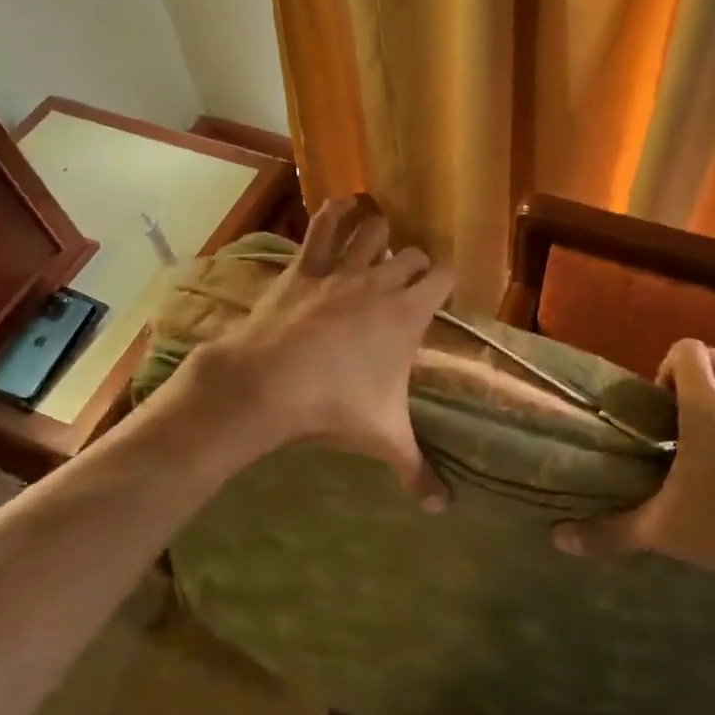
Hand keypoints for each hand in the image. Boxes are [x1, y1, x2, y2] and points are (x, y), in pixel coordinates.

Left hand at [180, 195, 454, 507]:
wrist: (268, 383)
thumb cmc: (334, 406)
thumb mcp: (383, 437)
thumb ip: (416, 468)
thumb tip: (441, 508)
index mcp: (407, 314)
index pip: (444, 277)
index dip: (446, 282)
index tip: (441, 296)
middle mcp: (380, 281)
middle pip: (412, 254)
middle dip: (414, 265)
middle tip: (407, 285)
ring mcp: (340, 268)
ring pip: (373, 229)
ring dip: (379, 233)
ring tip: (377, 245)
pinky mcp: (303, 265)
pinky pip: (323, 225)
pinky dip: (334, 212)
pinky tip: (342, 205)